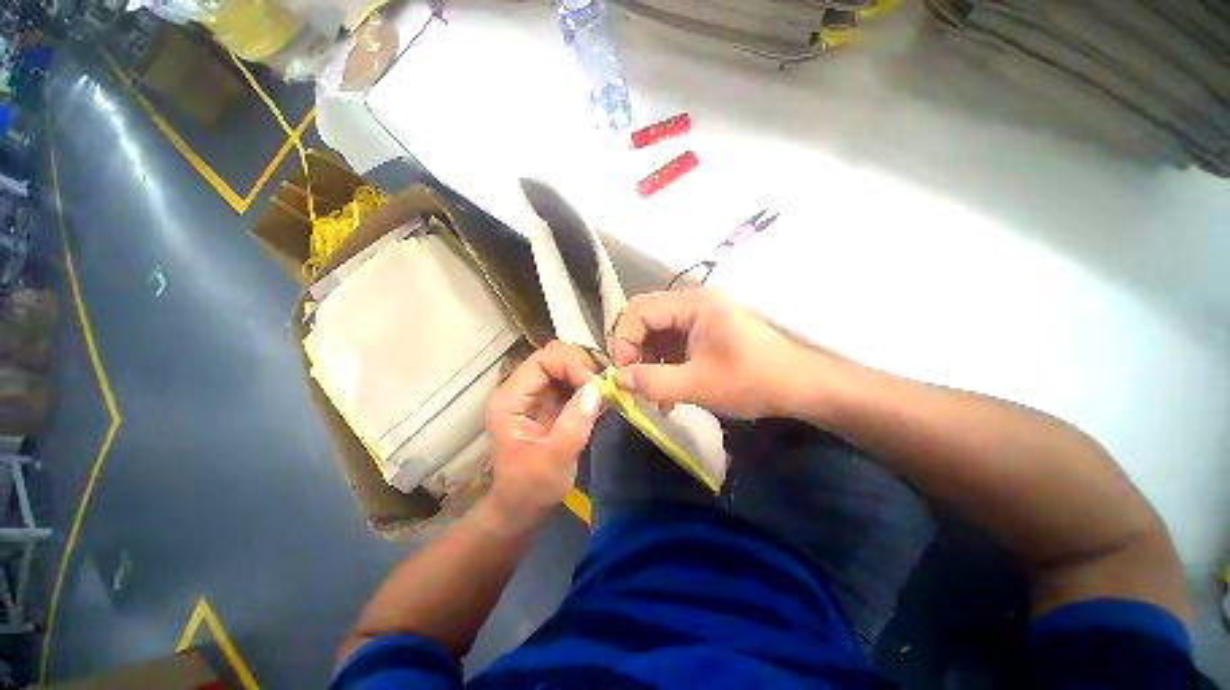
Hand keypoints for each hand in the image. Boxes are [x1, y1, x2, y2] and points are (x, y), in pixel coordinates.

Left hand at [486, 341, 602, 525]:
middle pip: (553, 357)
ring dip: (586, 375)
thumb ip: (574, 424)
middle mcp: (520, 389)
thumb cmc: (531, 488)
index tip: (595, 386)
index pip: (543, 360)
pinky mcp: (547, 402)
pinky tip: (599, 399)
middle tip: (603, 388)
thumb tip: (596, 389)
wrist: (521, 508)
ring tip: (604, 392)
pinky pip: (569, 381)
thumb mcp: (554, 460)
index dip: (571, 365)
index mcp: (510, 399)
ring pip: (563, 366)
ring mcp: (534, 395)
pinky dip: (586, 385)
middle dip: (581, 367)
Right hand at [612, 288, 812, 418]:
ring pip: (655, 335)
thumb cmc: (753, 380)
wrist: (799, 386)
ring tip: (655, 395)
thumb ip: (653, 381)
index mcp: (692, 303)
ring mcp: (697, 318)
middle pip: (644, 319)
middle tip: (634, 383)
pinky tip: (669, 393)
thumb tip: (616, 380)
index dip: (624, 341)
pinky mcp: (702, 334)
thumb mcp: (698, 384)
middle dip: (634, 352)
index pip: (638, 311)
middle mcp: (691, 303)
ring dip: (648, 363)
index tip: (624, 374)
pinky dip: (663, 367)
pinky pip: (670, 345)